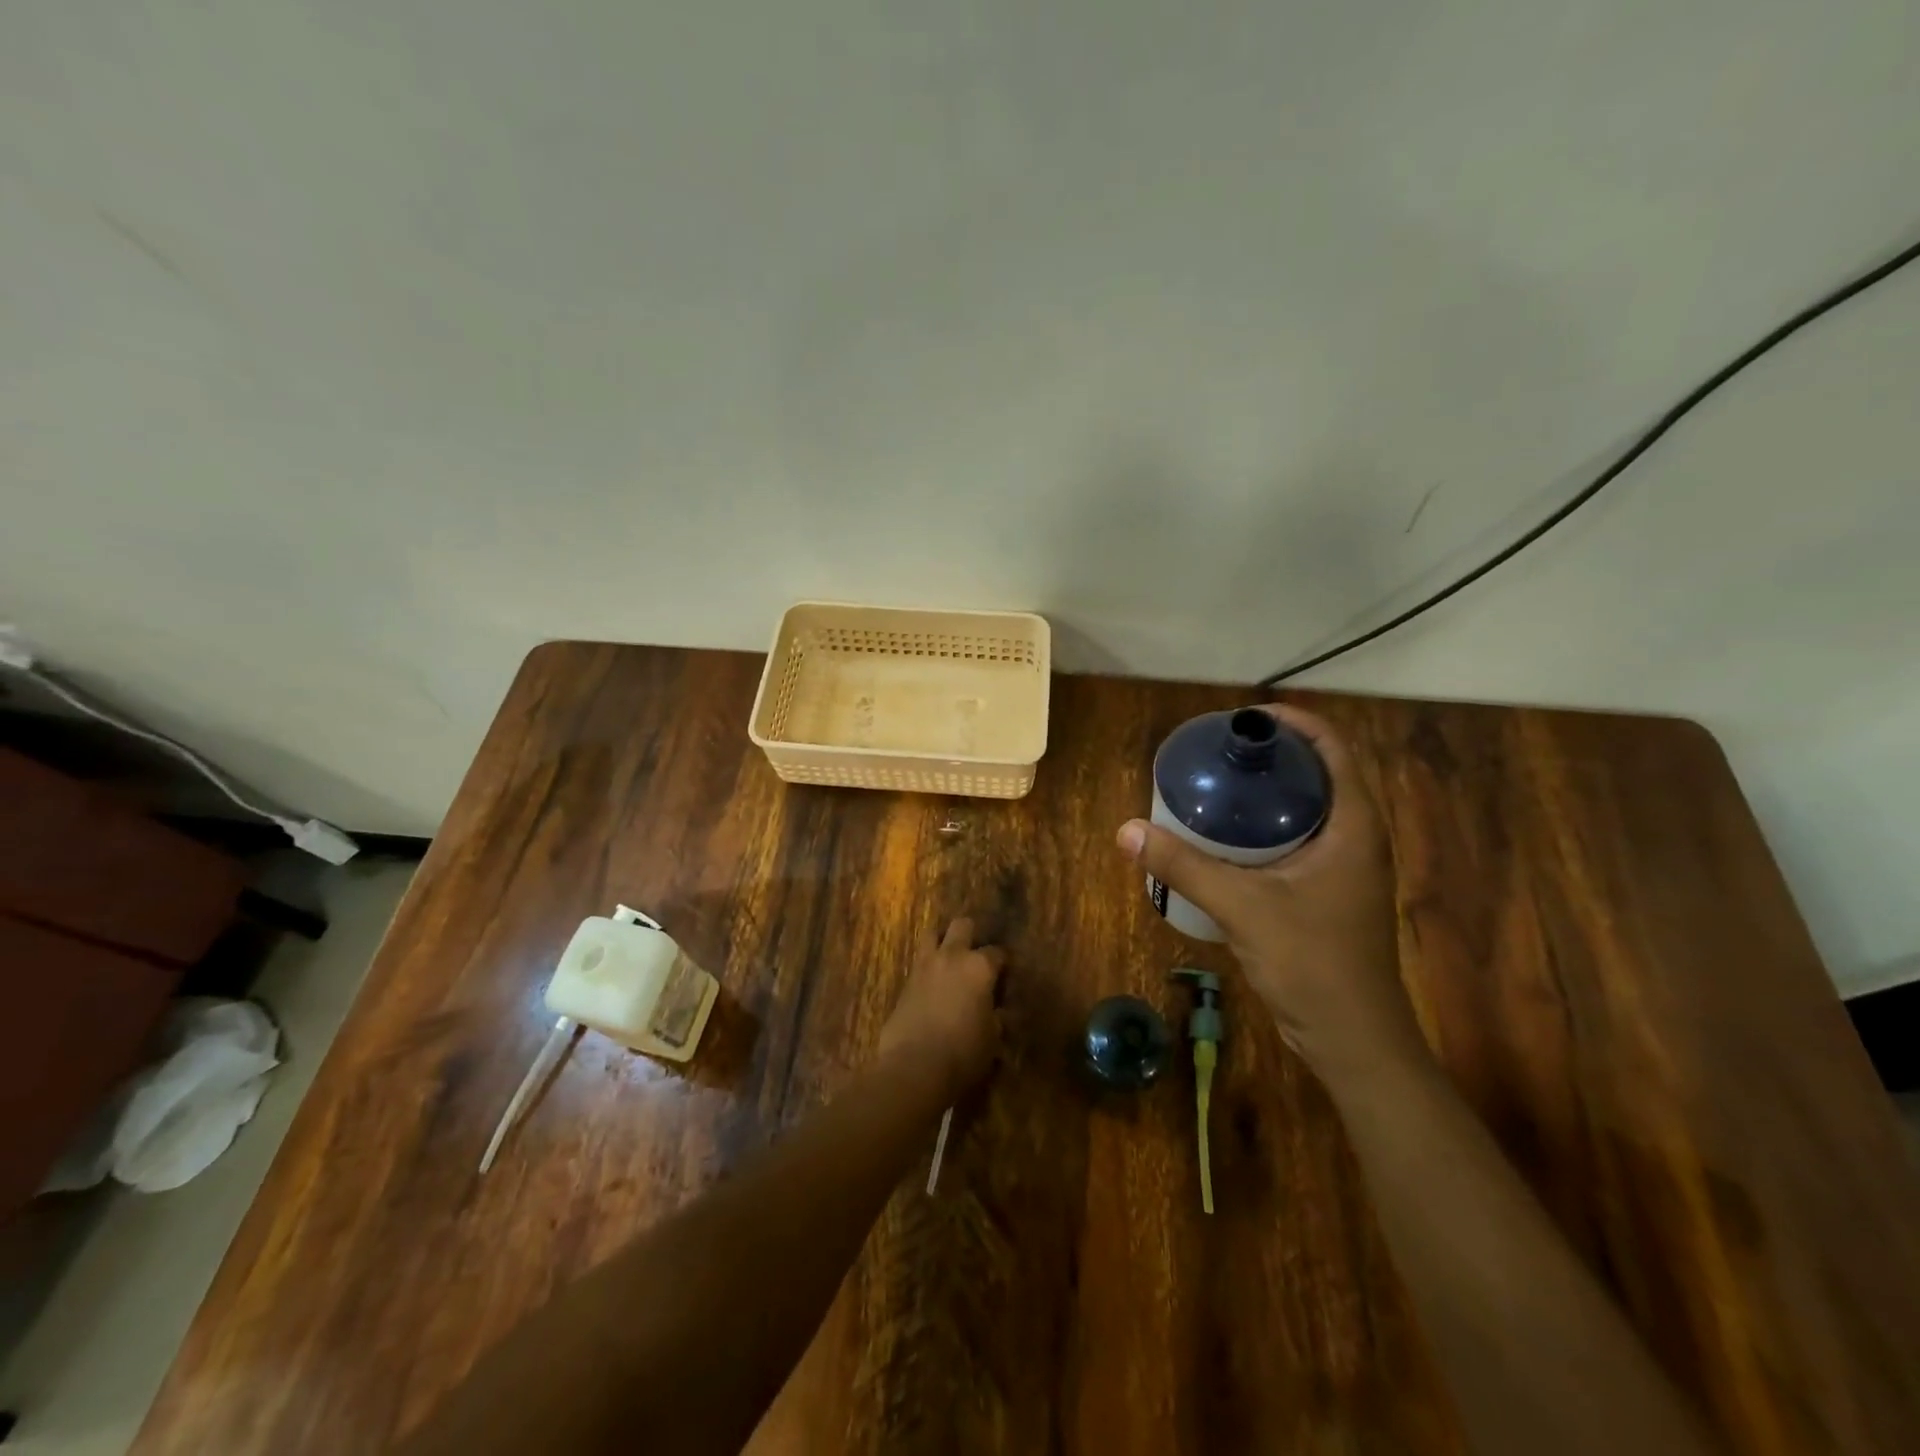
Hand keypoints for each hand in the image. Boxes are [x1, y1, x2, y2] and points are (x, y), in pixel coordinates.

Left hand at [877, 918, 1005, 1100]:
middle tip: (975, 955)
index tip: (1004, 975)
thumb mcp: (992, 1039)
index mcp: (979, 967)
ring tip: (949, 958)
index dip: (1003, 963)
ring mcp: (925, 965)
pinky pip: (918, 961)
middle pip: (962, 925)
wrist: (914, 1066)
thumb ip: (996, 1018)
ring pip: (932, 933)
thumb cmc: (963, 1053)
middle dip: (971, 934)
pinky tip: (932, 983)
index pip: (997, 953)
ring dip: (942, 940)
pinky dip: (927, 966)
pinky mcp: (905, 981)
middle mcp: (952, 956)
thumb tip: (997, 1013)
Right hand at [1116, 704, 1424, 1081]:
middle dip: (1273, 756)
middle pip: (1319, 774)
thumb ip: (1184, 866)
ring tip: (1218, 786)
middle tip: (1220, 753)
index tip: (1245, 718)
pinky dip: (1266, 827)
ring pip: (1309, 809)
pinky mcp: (1329, 893)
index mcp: (1355, 826)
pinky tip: (1226, 839)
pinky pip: (1299, 840)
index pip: (1334, 749)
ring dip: (1269, 792)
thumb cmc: (1312, 964)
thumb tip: (1127, 830)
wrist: (1352, 1039)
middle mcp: (1357, 838)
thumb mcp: (1242, 907)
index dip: (1295, 723)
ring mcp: (1346, 868)